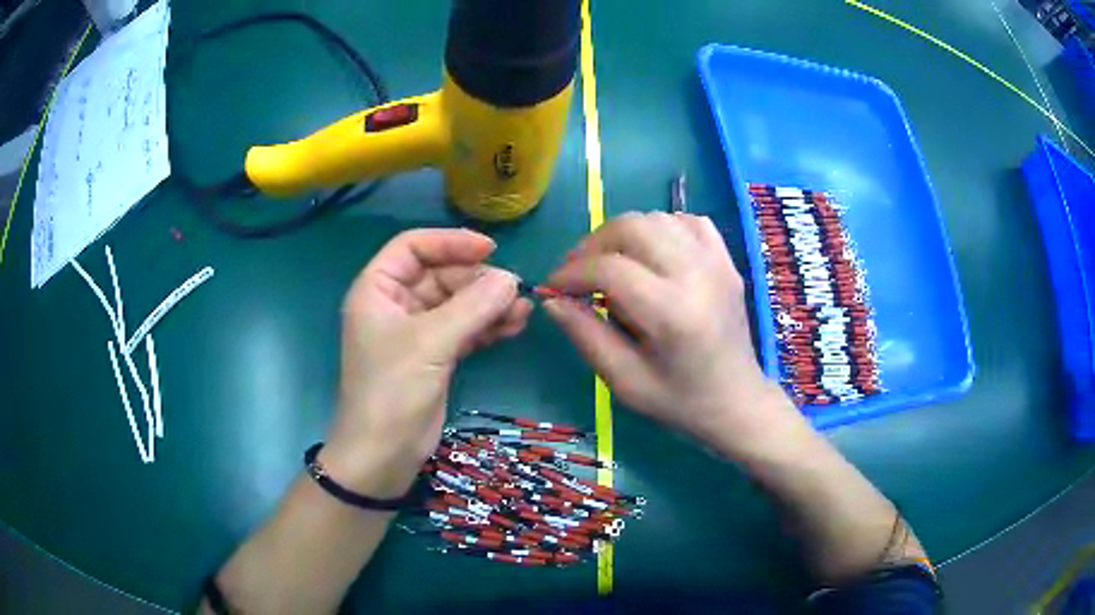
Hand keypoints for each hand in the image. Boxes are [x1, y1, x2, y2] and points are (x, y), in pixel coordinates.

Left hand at [322, 229, 531, 495]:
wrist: (383, 455)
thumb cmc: (392, 391)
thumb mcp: (430, 343)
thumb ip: (472, 307)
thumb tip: (511, 279)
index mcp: (378, 289)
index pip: (413, 247)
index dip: (450, 242)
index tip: (490, 248)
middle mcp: (396, 304)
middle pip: (441, 275)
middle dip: (478, 280)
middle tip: (515, 290)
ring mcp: (417, 332)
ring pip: (457, 303)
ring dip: (489, 304)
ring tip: (523, 310)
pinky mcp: (435, 356)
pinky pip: (465, 329)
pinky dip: (488, 326)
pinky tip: (514, 326)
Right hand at [543, 212, 799, 456]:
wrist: (736, 400)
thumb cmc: (679, 401)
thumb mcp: (625, 382)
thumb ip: (586, 336)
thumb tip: (551, 299)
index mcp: (672, 313)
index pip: (610, 268)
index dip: (572, 272)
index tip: (554, 286)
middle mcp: (697, 275)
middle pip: (633, 227)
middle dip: (594, 244)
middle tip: (578, 270)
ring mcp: (717, 262)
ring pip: (658, 218)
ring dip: (624, 233)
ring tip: (610, 262)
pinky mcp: (726, 260)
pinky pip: (688, 221)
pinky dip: (661, 228)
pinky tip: (651, 254)